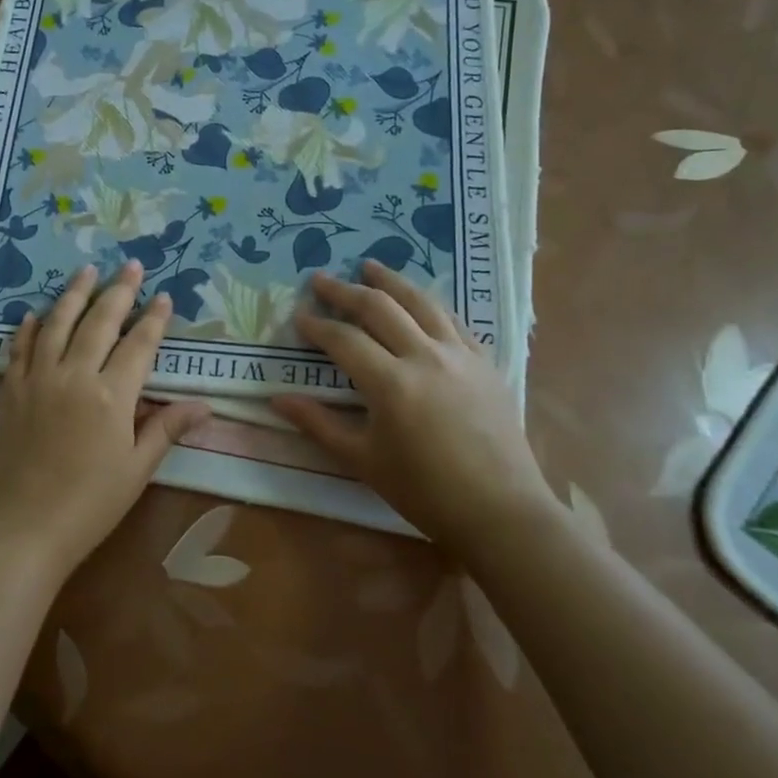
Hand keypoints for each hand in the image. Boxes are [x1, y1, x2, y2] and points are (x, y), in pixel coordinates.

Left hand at [0, 261, 211, 581]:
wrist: (24, 528)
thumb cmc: (91, 503)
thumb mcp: (137, 469)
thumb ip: (167, 429)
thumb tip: (205, 405)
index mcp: (111, 395)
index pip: (138, 344)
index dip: (153, 318)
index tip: (163, 296)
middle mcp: (74, 375)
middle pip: (99, 322)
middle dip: (118, 291)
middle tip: (130, 266)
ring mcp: (38, 380)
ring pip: (57, 324)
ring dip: (74, 294)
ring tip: (86, 270)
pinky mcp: (11, 392)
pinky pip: (19, 349)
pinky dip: (28, 328)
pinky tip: (34, 314)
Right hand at [272, 261, 552, 549]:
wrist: (501, 511)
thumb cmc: (425, 492)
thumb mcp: (363, 461)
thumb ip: (319, 424)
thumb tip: (276, 399)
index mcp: (391, 383)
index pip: (344, 340)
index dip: (317, 326)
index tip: (298, 317)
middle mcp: (425, 357)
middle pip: (380, 308)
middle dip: (345, 291)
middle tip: (320, 279)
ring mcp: (460, 355)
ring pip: (421, 302)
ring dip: (391, 281)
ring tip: (369, 266)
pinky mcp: (485, 362)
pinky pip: (453, 320)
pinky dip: (429, 304)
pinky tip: (419, 300)